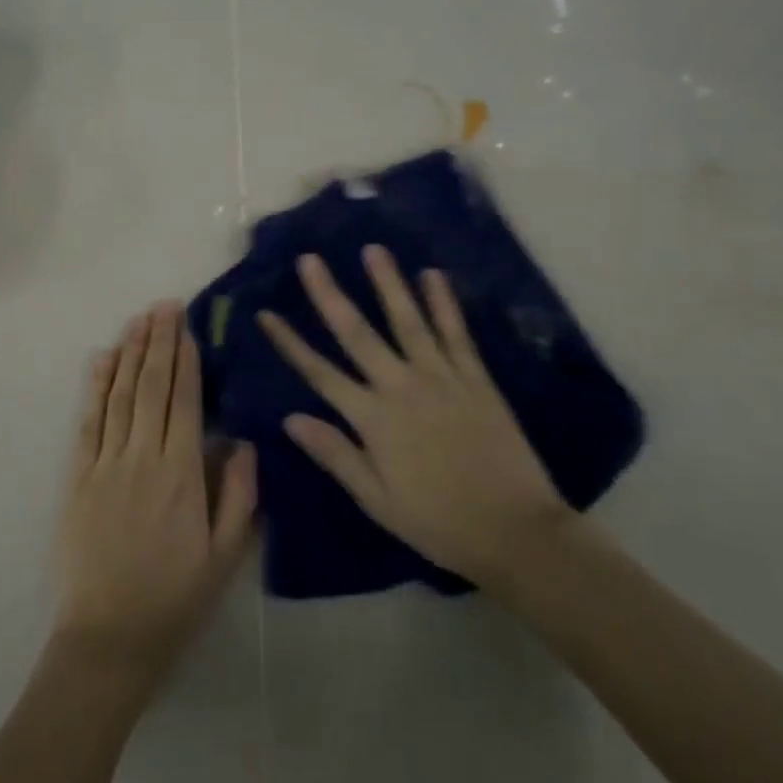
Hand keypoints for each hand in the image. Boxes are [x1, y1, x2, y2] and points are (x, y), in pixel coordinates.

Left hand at [52, 303, 256, 691]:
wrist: (108, 639)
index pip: (183, 402)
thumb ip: (238, 495)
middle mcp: (141, 458)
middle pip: (150, 387)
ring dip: (128, 353)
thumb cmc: (174, 599)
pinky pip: (87, 422)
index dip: (184, 360)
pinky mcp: (78, 477)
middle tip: (164, 305)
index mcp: (180, 475)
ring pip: (118, 395)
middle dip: (158, 342)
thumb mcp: (225, 557)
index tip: (186, 327)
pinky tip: (100, 360)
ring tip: (137, 319)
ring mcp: (104, 464)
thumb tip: (242, 441)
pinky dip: (94, 387)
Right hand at [256, 247, 568, 589]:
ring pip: (407, 322)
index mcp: (373, 420)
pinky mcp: (476, 379)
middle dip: (329, 295)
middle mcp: (401, 388)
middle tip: (310, 259)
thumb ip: (335, 454)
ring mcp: (441, 378)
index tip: (266, 313)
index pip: (320, 373)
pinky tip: (433, 275)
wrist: (517, 533)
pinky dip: (444, 303)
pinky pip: (456, 334)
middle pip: (357, 334)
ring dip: (388, 284)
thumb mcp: (377, 500)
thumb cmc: (438, 522)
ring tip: (372, 249)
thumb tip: (291, 418)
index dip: (290, 342)